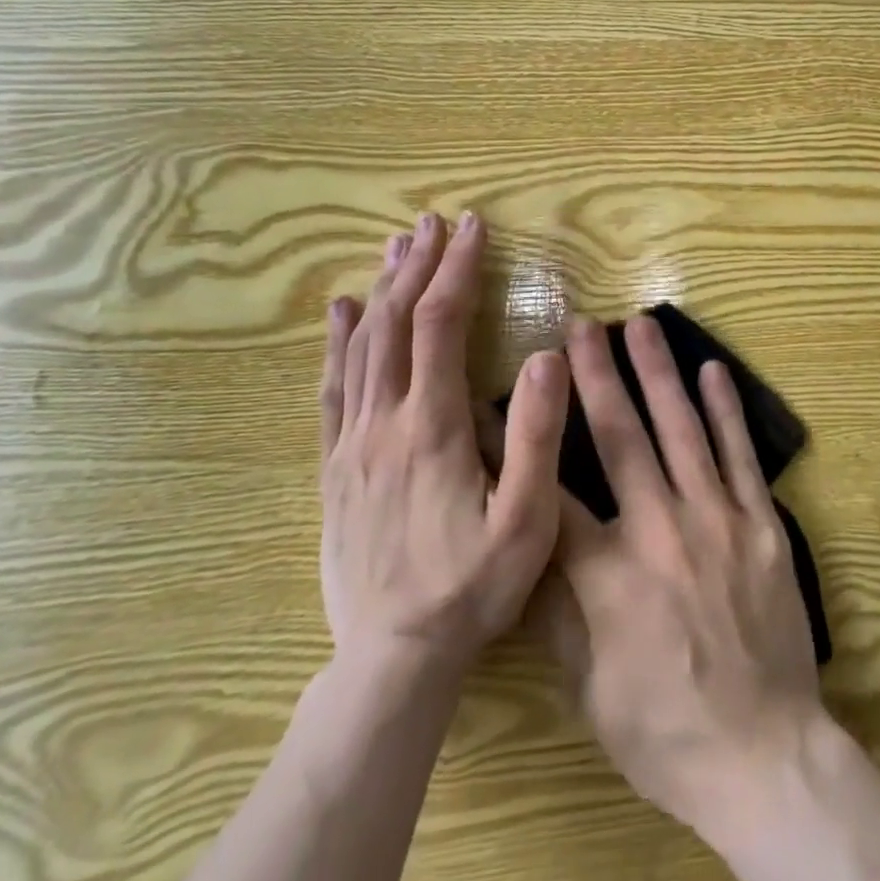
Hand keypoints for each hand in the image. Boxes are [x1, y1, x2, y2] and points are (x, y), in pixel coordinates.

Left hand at [317, 213, 569, 677]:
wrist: (393, 658)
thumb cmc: (472, 587)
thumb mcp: (526, 520)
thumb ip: (538, 437)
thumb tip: (548, 357)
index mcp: (433, 427)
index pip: (439, 325)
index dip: (456, 270)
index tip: (474, 228)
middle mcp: (384, 422)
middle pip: (394, 323)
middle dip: (417, 265)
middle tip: (435, 222)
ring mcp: (353, 444)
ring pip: (361, 347)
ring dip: (382, 290)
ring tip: (397, 246)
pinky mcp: (336, 467)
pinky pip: (331, 389)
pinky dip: (336, 342)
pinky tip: (340, 312)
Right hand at [532, 315, 822, 838]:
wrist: (762, 755)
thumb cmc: (665, 729)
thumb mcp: (589, 686)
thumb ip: (557, 612)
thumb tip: (525, 546)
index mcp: (608, 574)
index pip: (551, 492)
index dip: (523, 443)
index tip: (509, 394)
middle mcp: (660, 530)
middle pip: (621, 437)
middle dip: (597, 375)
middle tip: (583, 325)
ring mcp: (717, 520)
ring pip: (682, 430)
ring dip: (659, 373)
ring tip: (641, 326)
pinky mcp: (761, 523)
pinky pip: (741, 456)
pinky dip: (727, 410)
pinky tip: (713, 370)